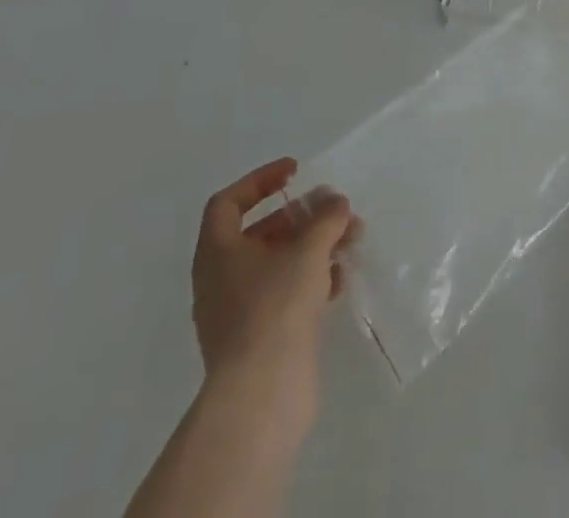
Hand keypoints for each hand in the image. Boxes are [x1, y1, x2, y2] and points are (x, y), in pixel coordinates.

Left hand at [191, 158, 360, 427]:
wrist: (261, 395)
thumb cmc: (275, 307)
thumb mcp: (307, 249)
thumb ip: (324, 218)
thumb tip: (335, 203)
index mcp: (217, 253)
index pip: (229, 202)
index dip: (261, 180)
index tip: (296, 172)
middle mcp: (221, 279)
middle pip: (260, 232)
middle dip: (302, 216)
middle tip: (336, 210)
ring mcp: (238, 312)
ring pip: (277, 264)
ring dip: (313, 246)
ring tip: (351, 241)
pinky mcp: (259, 339)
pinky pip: (285, 295)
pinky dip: (311, 280)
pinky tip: (339, 280)